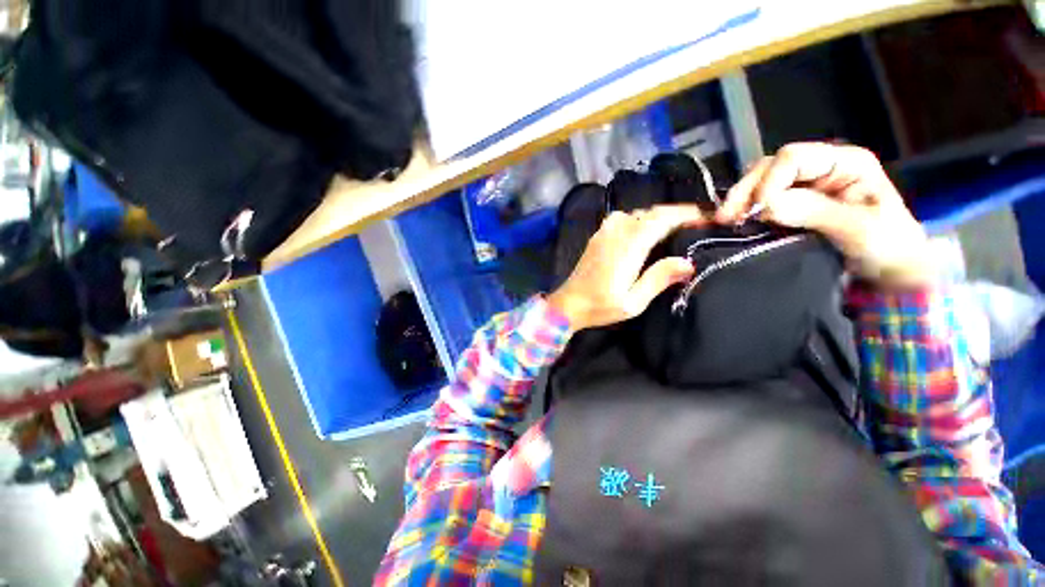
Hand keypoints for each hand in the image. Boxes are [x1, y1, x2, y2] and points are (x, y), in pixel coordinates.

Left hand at [548, 205, 702, 330]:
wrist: (568, 304)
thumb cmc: (600, 306)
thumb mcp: (633, 302)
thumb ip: (658, 279)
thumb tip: (688, 262)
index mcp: (628, 247)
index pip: (661, 219)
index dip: (685, 214)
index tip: (705, 217)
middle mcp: (616, 233)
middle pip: (649, 213)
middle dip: (674, 214)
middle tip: (694, 223)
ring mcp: (603, 233)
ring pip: (635, 213)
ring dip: (655, 216)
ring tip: (671, 228)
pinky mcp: (597, 237)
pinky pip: (621, 219)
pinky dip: (638, 220)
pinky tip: (641, 233)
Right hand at [718, 142, 933, 287]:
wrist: (889, 271)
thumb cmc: (887, 247)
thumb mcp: (858, 228)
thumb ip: (814, 212)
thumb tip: (765, 205)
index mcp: (843, 162)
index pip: (793, 157)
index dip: (769, 180)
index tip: (756, 211)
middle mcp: (818, 168)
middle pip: (769, 167)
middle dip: (745, 191)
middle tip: (726, 218)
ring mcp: (802, 187)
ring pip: (758, 183)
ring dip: (740, 201)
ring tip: (726, 222)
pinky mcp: (789, 206)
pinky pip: (758, 201)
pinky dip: (743, 211)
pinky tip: (733, 223)